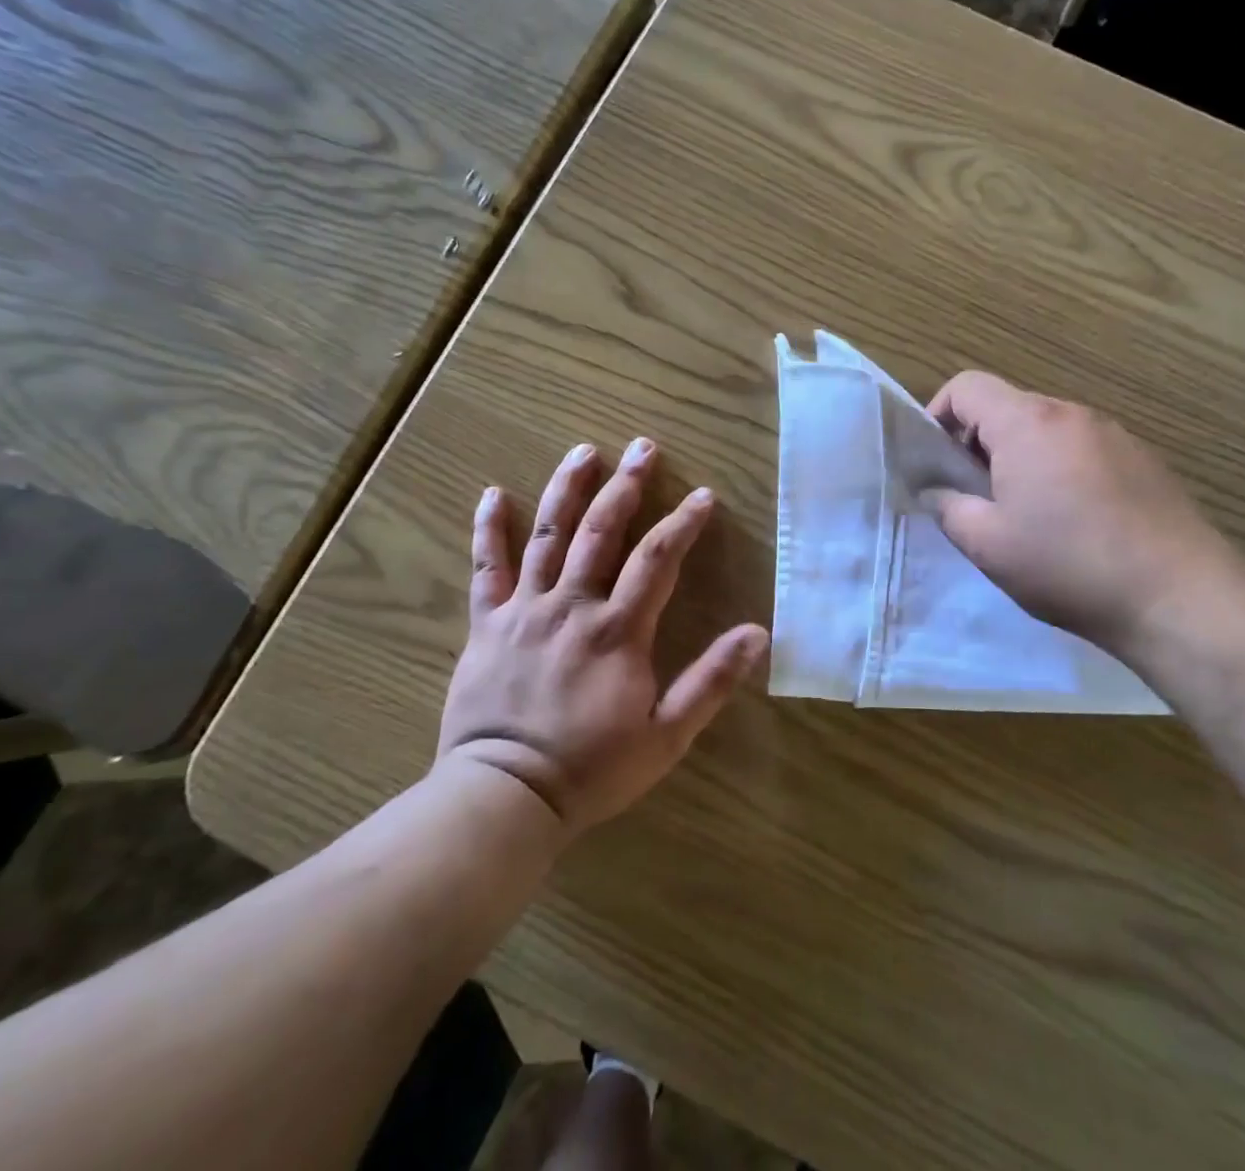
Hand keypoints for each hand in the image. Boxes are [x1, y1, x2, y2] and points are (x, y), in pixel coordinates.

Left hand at [438, 439, 767, 832]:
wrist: (504, 797)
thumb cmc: (592, 768)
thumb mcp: (667, 736)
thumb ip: (711, 681)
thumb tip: (758, 633)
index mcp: (619, 631)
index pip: (658, 559)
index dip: (683, 523)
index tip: (702, 495)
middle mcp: (573, 606)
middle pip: (602, 532)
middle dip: (626, 486)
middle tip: (642, 447)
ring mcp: (525, 611)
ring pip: (548, 536)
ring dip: (567, 490)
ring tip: (584, 452)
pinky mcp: (487, 624)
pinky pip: (486, 568)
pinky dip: (489, 529)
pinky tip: (492, 493)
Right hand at [926, 372, 1244, 657]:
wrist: (1179, 595)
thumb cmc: (1068, 564)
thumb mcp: (987, 544)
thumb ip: (948, 507)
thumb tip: (935, 490)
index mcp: (1027, 423)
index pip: (966, 386)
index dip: (938, 414)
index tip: (935, 462)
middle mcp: (1071, 414)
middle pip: (1007, 407)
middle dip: (978, 444)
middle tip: (975, 497)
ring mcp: (1113, 433)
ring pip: (1046, 430)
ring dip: (1021, 459)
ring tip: (1025, 514)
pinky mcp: (1142, 459)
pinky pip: (1082, 449)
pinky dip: (1060, 470)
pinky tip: (1074, 522)